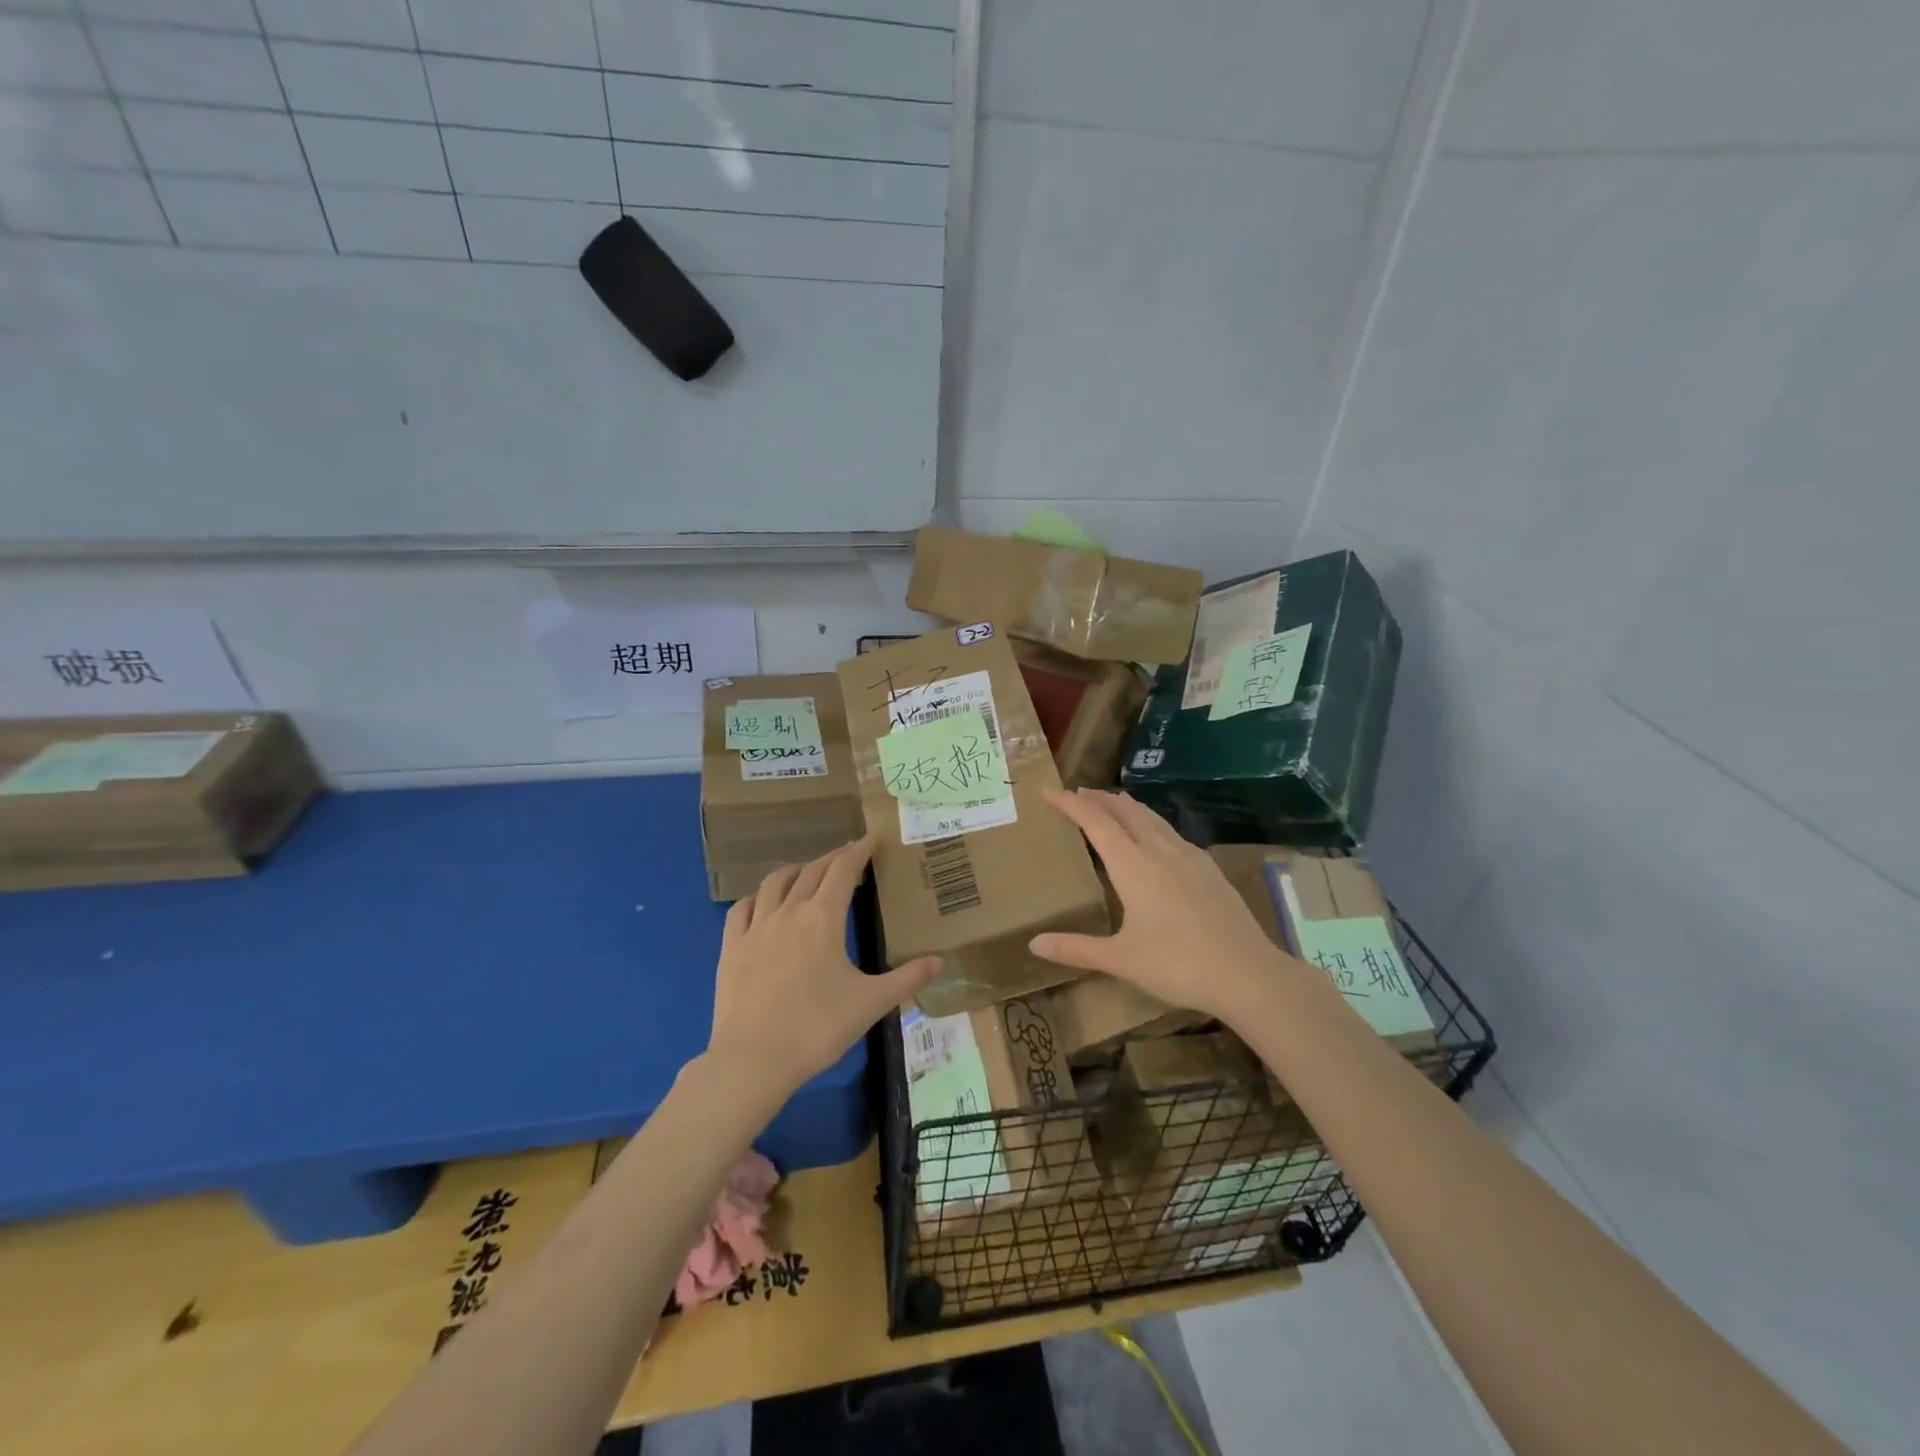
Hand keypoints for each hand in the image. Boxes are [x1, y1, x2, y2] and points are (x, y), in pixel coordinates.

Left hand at [706, 835, 941, 1101]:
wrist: (753, 1059)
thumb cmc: (818, 1028)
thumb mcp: (871, 1003)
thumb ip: (907, 979)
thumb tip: (940, 962)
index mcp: (824, 918)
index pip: (843, 870)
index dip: (858, 850)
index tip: (871, 838)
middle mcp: (789, 911)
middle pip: (812, 871)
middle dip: (832, 858)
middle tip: (847, 856)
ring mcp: (756, 927)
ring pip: (774, 882)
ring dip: (795, 870)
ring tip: (807, 872)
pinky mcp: (731, 946)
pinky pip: (743, 908)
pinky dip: (758, 897)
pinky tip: (763, 903)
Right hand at [1029, 789, 1295, 1024]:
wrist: (1248, 974)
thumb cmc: (1178, 965)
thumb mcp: (1121, 960)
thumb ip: (1077, 948)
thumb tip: (1034, 944)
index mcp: (1133, 865)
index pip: (1095, 821)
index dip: (1069, 804)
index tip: (1047, 791)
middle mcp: (1159, 850)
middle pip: (1124, 810)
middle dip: (1097, 798)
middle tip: (1076, 794)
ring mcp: (1188, 856)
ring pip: (1151, 817)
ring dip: (1125, 806)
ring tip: (1110, 803)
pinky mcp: (1208, 867)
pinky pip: (1170, 831)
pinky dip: (1149, 822)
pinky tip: (1154, 837)